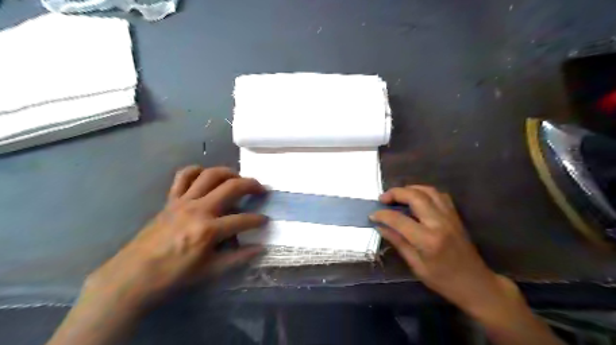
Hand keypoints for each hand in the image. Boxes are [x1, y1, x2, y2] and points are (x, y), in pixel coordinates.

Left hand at [82, 166, 265, 308]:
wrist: (133, 276)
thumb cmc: (173, 276)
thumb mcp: (210, 272)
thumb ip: (238, 258)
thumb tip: (260, 248)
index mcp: (209, 230)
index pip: (243, 220)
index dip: (258, 220)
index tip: (265, 220)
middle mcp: (198, 209)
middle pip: (231, 187)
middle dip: (251, 185)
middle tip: (261, 189)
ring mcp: (183, 201)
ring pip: (210, 175)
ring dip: (228, 172)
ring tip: (238, 178)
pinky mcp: (170, 200)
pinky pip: (183, 176)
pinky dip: (197, 171)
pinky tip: (206, 176)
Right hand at [371, 186, 515, 316]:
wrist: (476, 284)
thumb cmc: (443, 280)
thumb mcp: (416, 266)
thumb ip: (397, 242)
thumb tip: (380, 226)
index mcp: (427, 240)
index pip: (399, 219)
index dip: (382, 214)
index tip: (372, 214)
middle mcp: (439, 223)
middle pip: (415, 196)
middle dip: (395, 193)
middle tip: (382, 199)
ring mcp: (450, 216)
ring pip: (428, 191)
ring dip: (410, 189)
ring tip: (397, 196)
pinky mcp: (455, 215)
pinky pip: (439, 195)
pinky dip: (424, 192)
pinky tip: (416, 199)